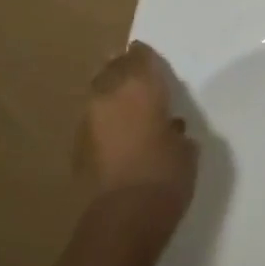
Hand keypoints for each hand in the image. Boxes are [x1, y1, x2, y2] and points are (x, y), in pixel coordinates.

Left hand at [73, 42, 197, 224]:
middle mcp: (109, 97)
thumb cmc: (168, 171)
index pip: (140, 58)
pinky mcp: (78, 147)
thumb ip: (174, 127)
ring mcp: (89, 122)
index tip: (147, 51)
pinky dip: (105, 119)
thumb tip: (167, 126)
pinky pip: (94, 121)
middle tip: (133, 69)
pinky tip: (118, 130)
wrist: (127, 214)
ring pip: (97, 94)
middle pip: (111, 70)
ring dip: (110, 92)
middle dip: (121, 67)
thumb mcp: (186, 145)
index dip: (144, 55)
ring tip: (125, 98)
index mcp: (141, 89)